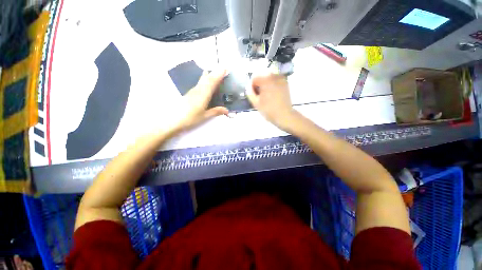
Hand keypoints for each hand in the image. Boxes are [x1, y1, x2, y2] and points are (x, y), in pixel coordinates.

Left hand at [176, 70, 228, 131]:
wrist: (172, 119)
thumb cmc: (190, 118)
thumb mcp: (205, 116)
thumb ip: (216, 111)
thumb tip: (227, 110)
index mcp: (203, 94)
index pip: (212, 82)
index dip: (219, 75)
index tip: (225, 68)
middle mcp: (198, 90)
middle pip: (207, 78)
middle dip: (215, 73)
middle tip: (222, 68)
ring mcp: (193, 90)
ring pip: (202, 80)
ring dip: (210, 75)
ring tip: (215, 72)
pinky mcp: (190, 93)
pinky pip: (199, 83)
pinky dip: (205, 79)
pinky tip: (206, 81)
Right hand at [246, 73, 297, 130]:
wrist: (284, 115)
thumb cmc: (268, 110)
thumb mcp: (255, 103)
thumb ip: (250, 92)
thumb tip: (248, 87)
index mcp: (266, 79)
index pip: (254, 78)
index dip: (252, 87)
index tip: (255, 95)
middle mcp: (274, 76)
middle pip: (262, 77)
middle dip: (259, 85)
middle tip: (260, 96)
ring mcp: (281, 79)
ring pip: (269, 78)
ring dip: (266, 85)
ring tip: (267, 95)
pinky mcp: (285, 83)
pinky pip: (276, 81)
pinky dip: (272, 85)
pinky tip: (273, 94)